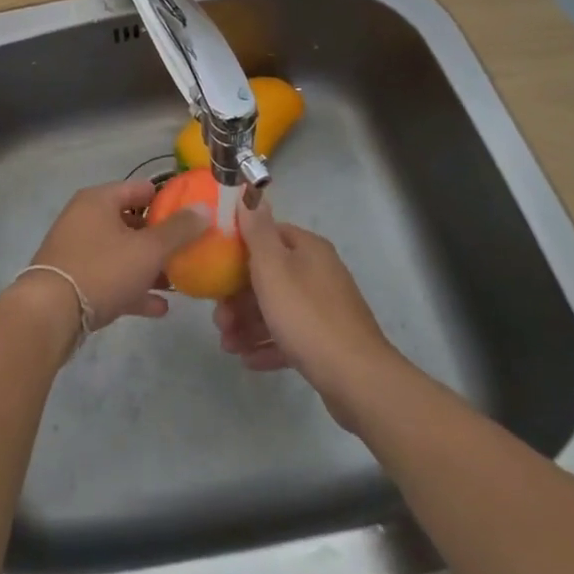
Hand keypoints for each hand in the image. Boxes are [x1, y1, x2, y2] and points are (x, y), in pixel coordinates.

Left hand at [23, 178, 207, 329]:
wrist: (51, 313)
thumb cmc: (102, 269)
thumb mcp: (147, 249)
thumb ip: (178, 230)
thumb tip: (204, 209)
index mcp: (99, 200)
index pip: (140, 189)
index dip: (168, 200)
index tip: (193, 215)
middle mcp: (86, 218)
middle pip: (131, 222)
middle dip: (160, 238)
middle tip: (188, 252)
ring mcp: (78, 250)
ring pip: (122, 253)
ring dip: (149, 266)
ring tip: (178, 281)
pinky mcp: (75, 280)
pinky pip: (111, 278)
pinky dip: (133, 288)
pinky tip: (159, 308)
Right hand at [213, 196, 400, 428]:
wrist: (358, 380)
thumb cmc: (307, 315)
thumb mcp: (273, 267)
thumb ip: (258, 231)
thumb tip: (251, 193)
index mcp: (308, 249)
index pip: (268, 236)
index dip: (239, 250)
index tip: (215, 269)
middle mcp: (319, 273)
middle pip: (269, 276)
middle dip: (238, 297)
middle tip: (218, 319)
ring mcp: (325, 309)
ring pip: (277, 309)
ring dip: (248, 324)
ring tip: (228, 346)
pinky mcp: (327, 342)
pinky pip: (291, 337)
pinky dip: (268, 344)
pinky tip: (248, 360)